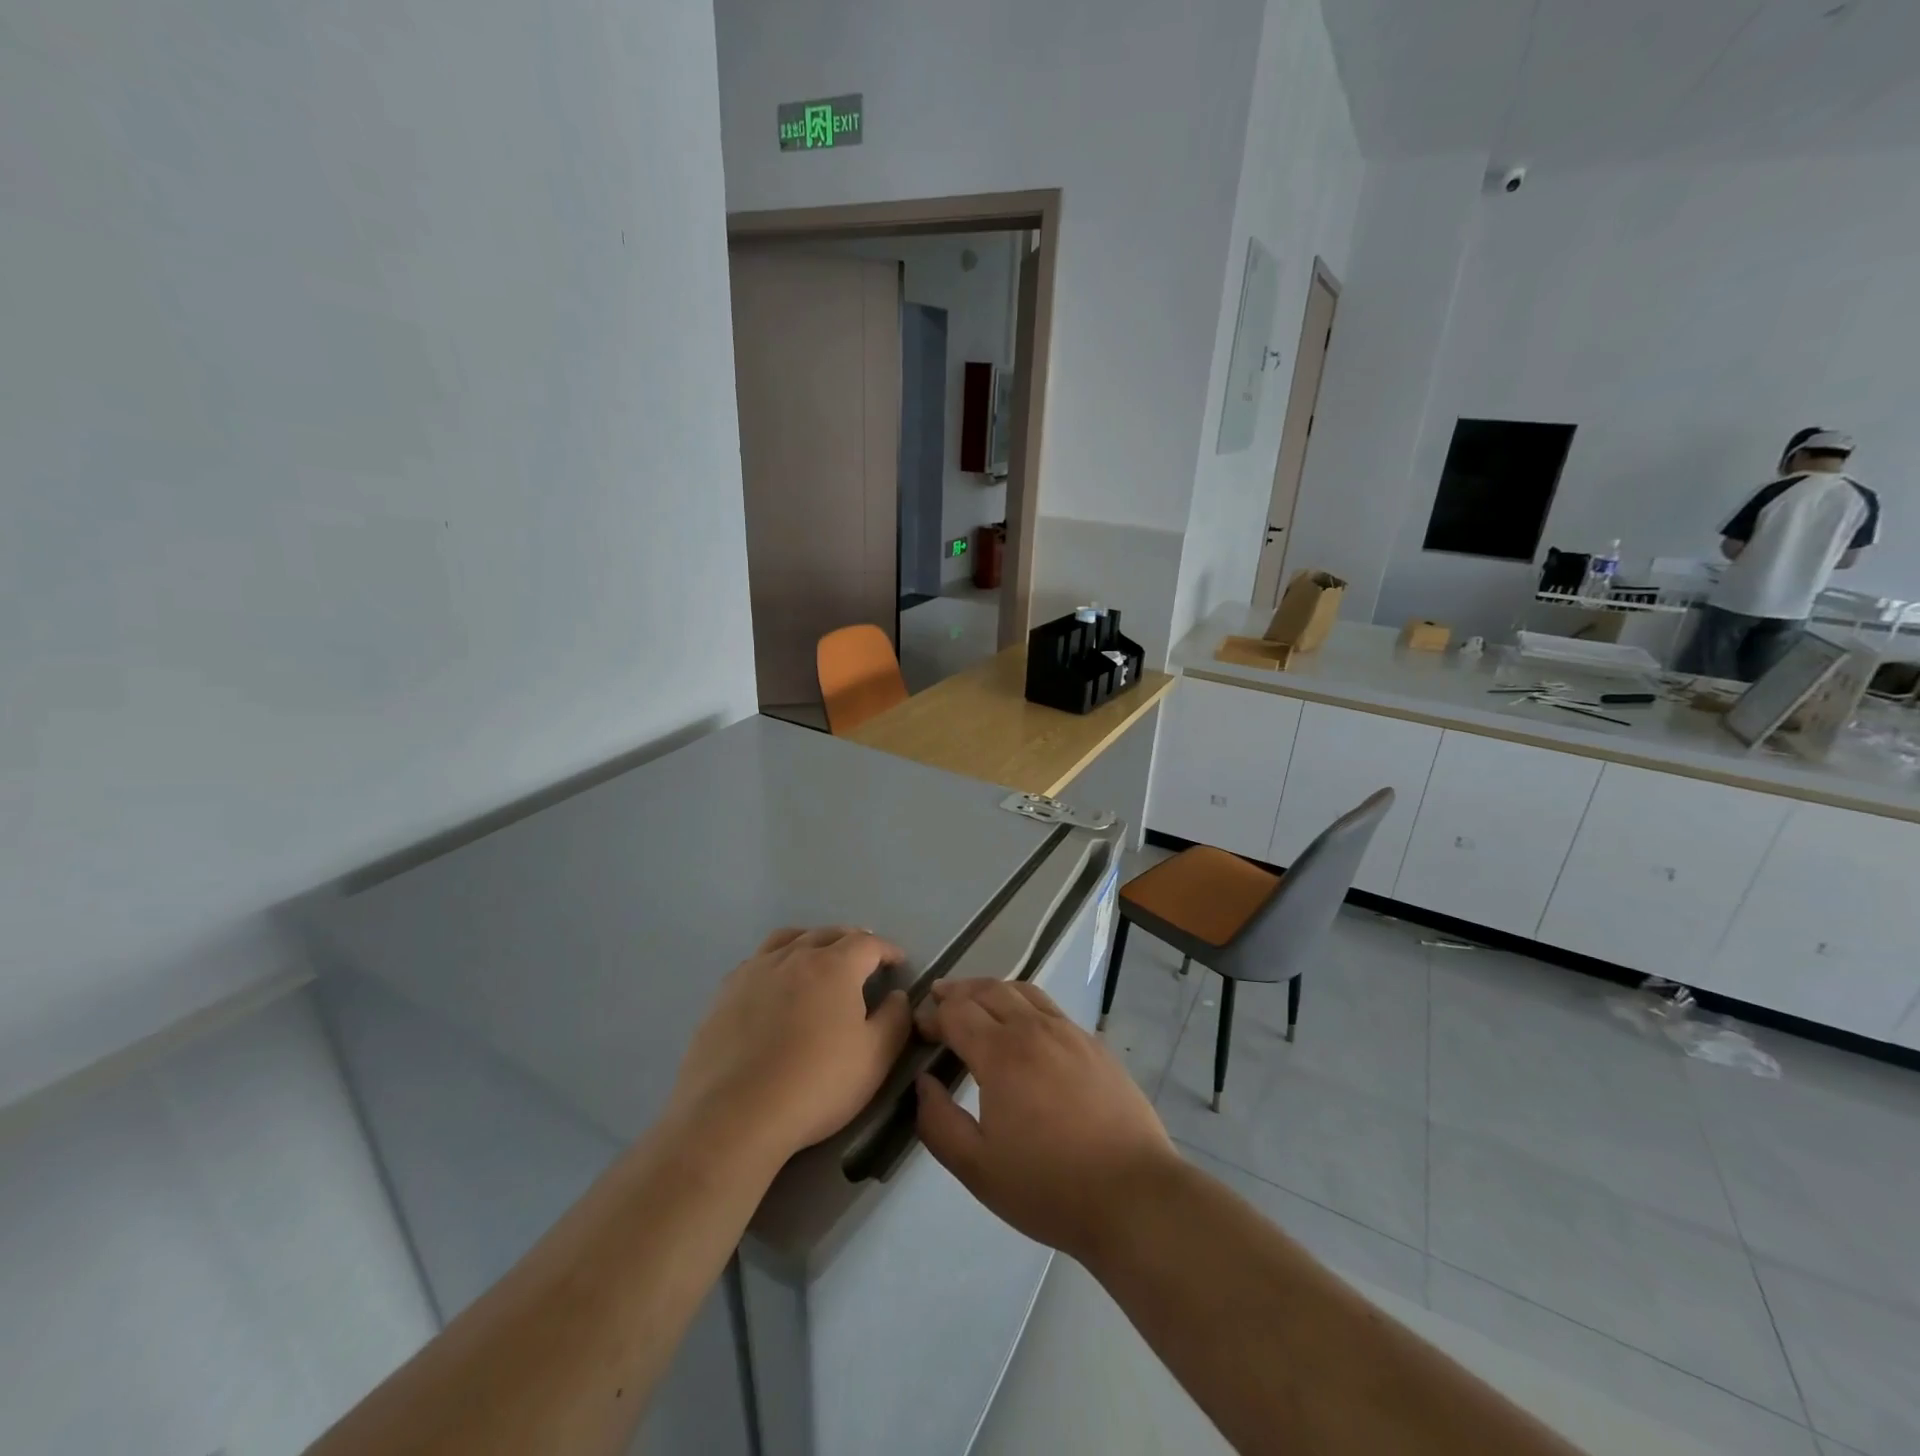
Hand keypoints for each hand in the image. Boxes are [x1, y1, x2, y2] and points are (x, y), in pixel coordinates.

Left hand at [671, 927, 912, 1164]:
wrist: (734, 1116)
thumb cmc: (816, 1085)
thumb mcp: (875, 1058)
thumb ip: (895, 1020)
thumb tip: (897, 996)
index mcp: (834, 966)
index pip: (868, 944)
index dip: (887, 950)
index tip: (897, 962)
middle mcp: (794, 956)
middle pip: (828, 934)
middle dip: (851, 941)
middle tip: (863, 958)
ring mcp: (755, 971)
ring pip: (789, 939)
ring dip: (811, 941)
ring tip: (819, 957)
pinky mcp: (725, 992)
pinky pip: (758, 960)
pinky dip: (777, 960)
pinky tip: (776, 983)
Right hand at [913, 978, 1177, 1262]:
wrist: (1132, 1195)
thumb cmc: (1048, 1186)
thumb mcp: (977, 1168)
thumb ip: (938, 1122)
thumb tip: (923, 1082)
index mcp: (1001, 1053)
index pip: (957, 1012)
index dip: (933, 1015)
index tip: (920, 1028)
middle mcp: (1034, 1029)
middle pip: (989, 990)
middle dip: (958, 992)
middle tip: (939, 1000)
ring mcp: (1070, 1033)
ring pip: (1024, 992)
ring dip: (993, 990)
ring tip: (978, 1001)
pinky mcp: (1096, 1045)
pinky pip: (1051, 1009)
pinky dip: (1026, 1005)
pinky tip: (1026, 1028)